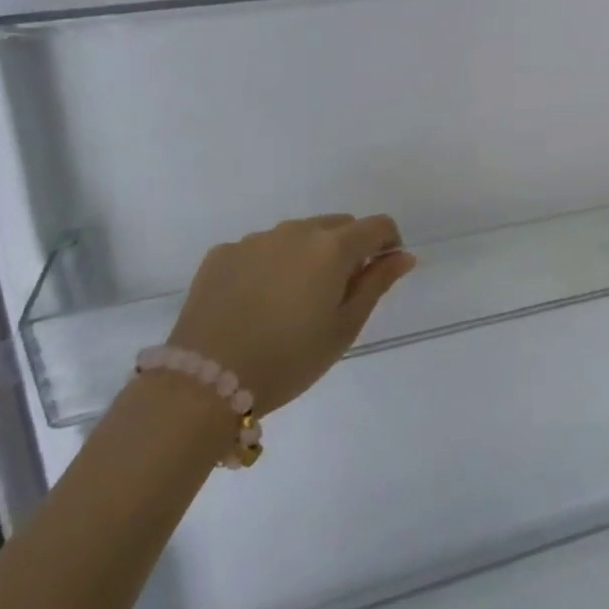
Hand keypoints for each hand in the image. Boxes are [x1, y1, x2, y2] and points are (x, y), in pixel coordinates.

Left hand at [167, 215, 415, 415]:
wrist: (205, 382)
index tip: (382, 272)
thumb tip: (403, 255)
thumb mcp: (344, 328)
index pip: (377, 225)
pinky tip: (257, 302)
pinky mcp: (223, 253)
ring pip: (297, 235)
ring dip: (308, 255)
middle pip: (338, 225)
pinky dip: (270, 265)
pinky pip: (260, 249)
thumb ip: (376, 284)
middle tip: (338, 293)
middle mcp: (295, 231)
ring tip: (293, 300)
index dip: (388, 244)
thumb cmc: (289, 360)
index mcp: (332, 247)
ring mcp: (255, 239)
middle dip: (348, 248)